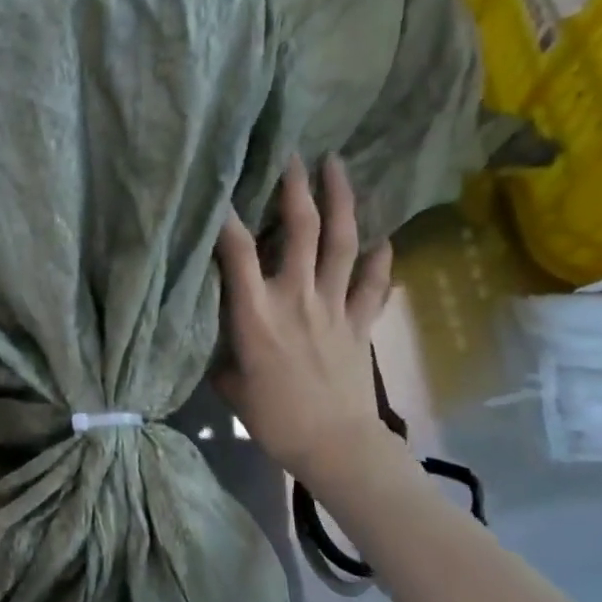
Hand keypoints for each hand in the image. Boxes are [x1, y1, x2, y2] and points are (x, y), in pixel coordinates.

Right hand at [214, 155, 396, 491]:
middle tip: (293, 156)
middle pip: (302, 231)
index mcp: (256, 314)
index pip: (236, 252)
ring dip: (341, 201)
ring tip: (337, 166)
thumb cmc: (273, 419)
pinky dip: (381, 258)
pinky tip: (383, 238)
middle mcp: (297, 298)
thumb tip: (224, 341)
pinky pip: (374, 283)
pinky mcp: (361, 322)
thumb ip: (226, 353)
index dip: (225, 216)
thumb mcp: (231, 385)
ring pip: (343, 243)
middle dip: (296, 189)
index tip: (218, 186)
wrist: (334, 445)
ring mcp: (335, 306)